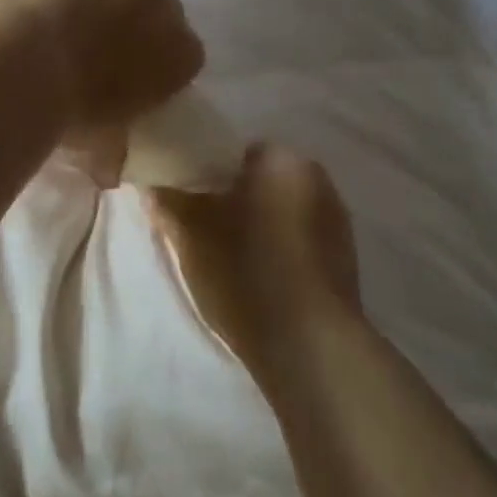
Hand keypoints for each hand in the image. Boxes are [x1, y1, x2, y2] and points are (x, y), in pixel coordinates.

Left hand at [0, 0, 204, 185]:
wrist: (25, 66)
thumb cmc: (69, 113)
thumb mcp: (101, 143)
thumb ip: (115, 152)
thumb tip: (110, 176)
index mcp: (181, 54)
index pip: (188, 50)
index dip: (161, 58)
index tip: (134, 68)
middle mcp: (166, 3)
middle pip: (166, 2)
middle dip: (142, 16)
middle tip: (107, 32)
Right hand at [149, 144, 362, 381]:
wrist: (310, 345)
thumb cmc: (247, 273)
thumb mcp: (191, 237)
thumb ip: (169, 202)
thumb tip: (152, 183)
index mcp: (283, 161)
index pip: (236, 151)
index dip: (206, 172)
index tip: (187, 198)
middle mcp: (318, 178)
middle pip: (262, 180)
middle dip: (234, 198)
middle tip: (202, 228)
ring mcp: (337, 219)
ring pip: (282, 210)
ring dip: (259, 223)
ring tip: (230, 256)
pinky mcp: (344, 258)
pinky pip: (300, 238)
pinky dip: (280, 247)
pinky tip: (260, 276)